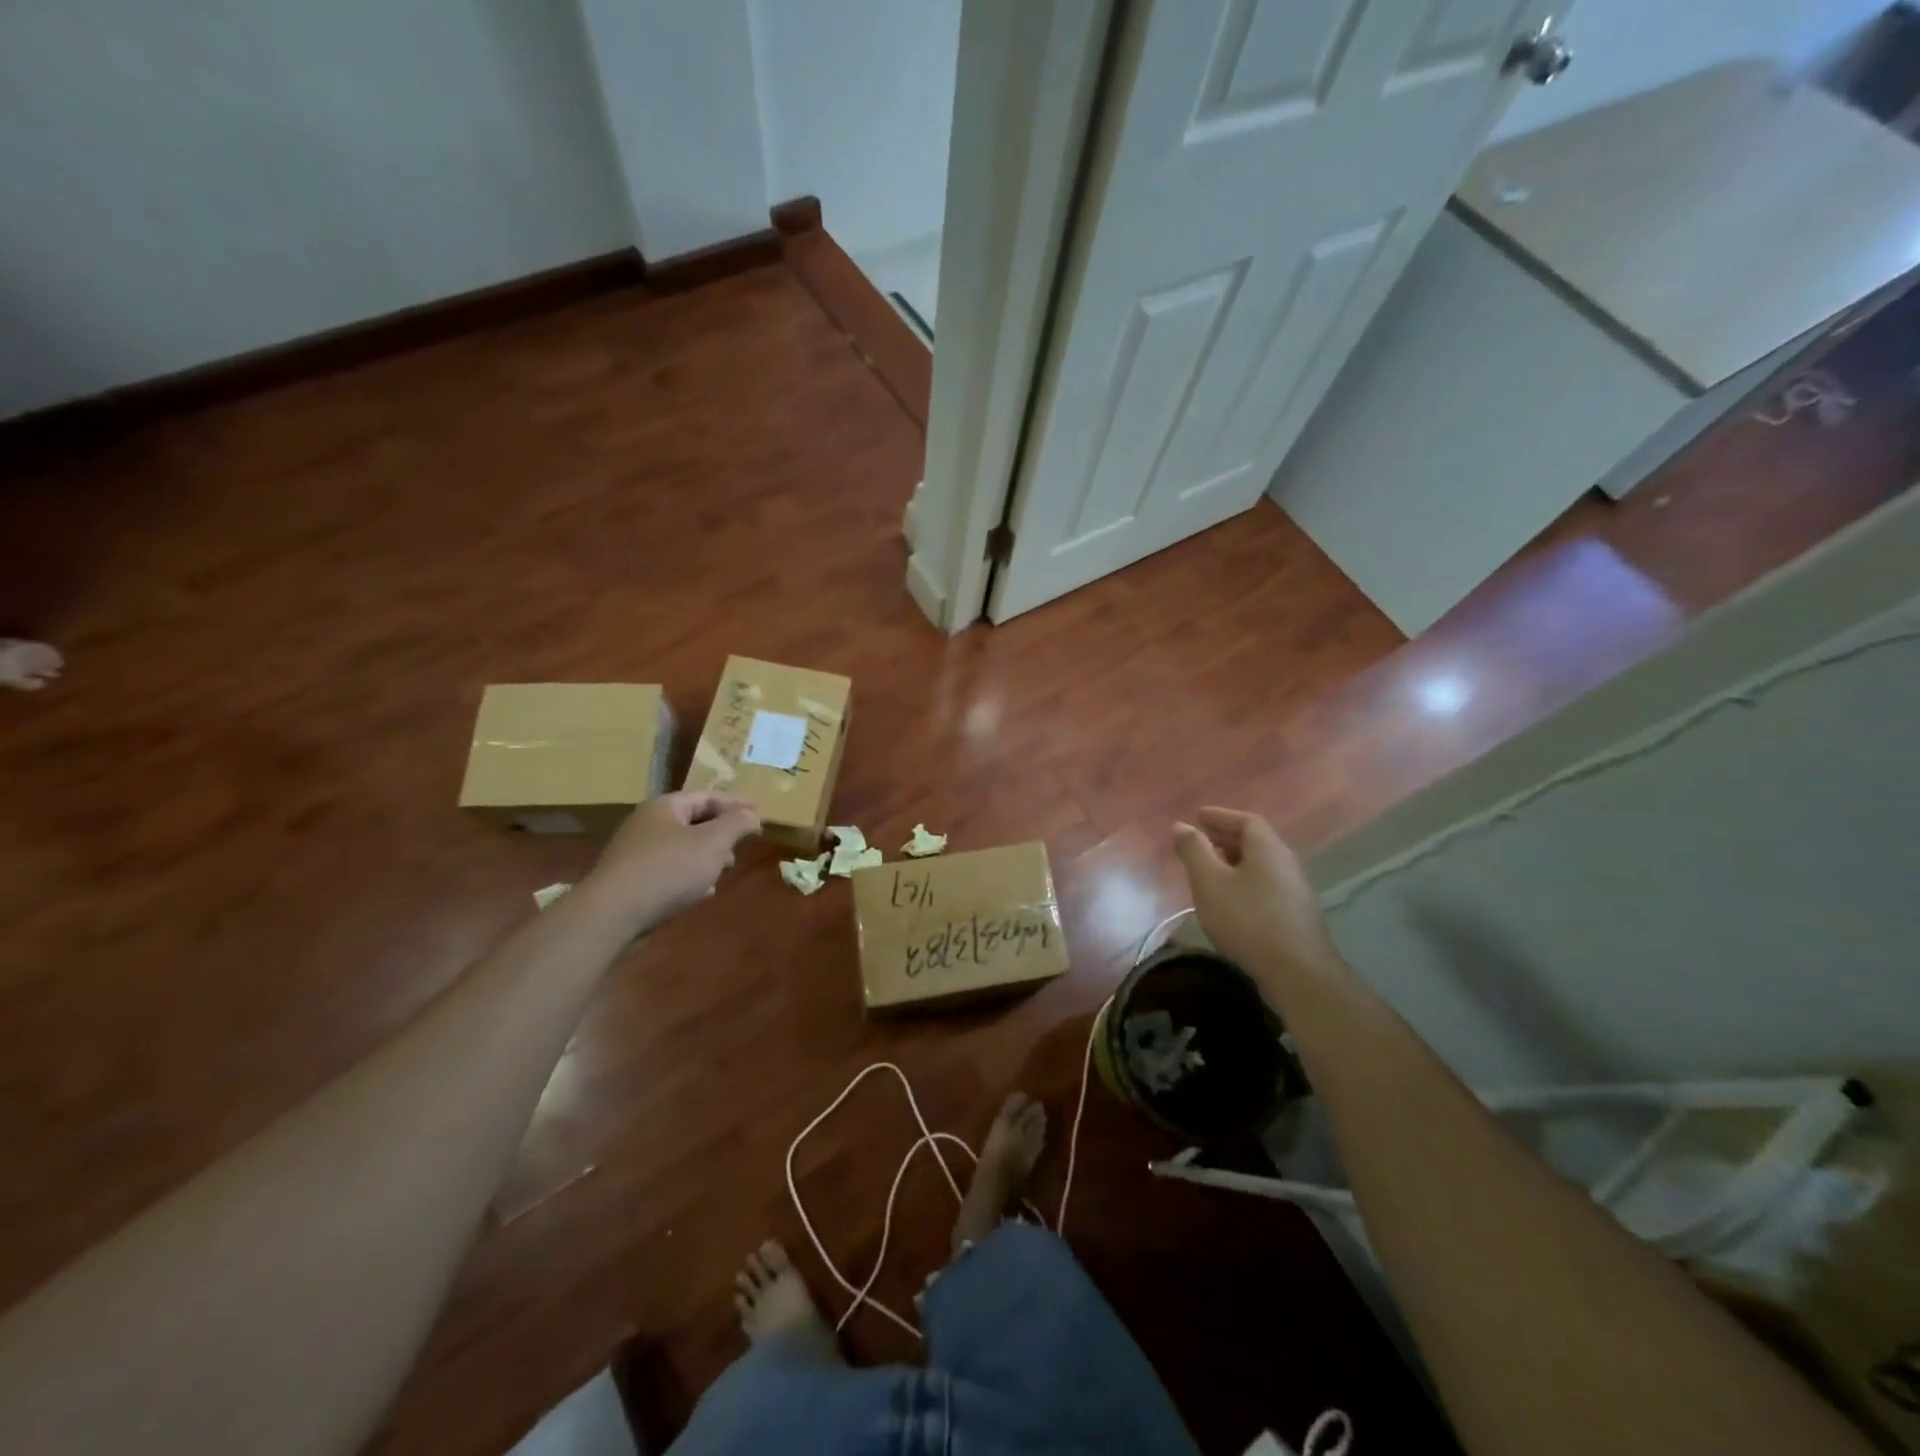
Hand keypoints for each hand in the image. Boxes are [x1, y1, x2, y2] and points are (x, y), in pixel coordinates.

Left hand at [588, 791, 760, 929]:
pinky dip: (689, 876)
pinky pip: (669, 870)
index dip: (736, 805)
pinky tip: (702, 892)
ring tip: (725, 870)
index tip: (759, 817)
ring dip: (707, 857)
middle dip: (722, 833)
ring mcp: (636, 853)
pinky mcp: (631, 880)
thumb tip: (752, 814)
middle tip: (742, 845)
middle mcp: (647, 824)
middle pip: (694, 821)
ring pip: (682, 848)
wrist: (612, 914)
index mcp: (665, 807)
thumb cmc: (668, 869)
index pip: (708, 797)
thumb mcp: (713, 842)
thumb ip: (737, 824)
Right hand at [1173, 808, 1342, 983]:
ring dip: (1234, 861)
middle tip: (1201, 840)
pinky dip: (1244, 880)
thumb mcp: (1209, 882)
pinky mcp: (1294, 914)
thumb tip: (1181, 825)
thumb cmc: (1247, 919)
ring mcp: (1294, 890)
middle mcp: (1286, 863)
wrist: (1297, 972)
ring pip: (1260, 865)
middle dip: (1226, 837)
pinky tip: (1229, 899)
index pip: (1247, 820)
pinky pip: (1265, 884)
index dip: (1221, 816)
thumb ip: (1193, 850)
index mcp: (1268, 848)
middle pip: (1256, 841)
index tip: (1199, 816)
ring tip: (1210, 869)